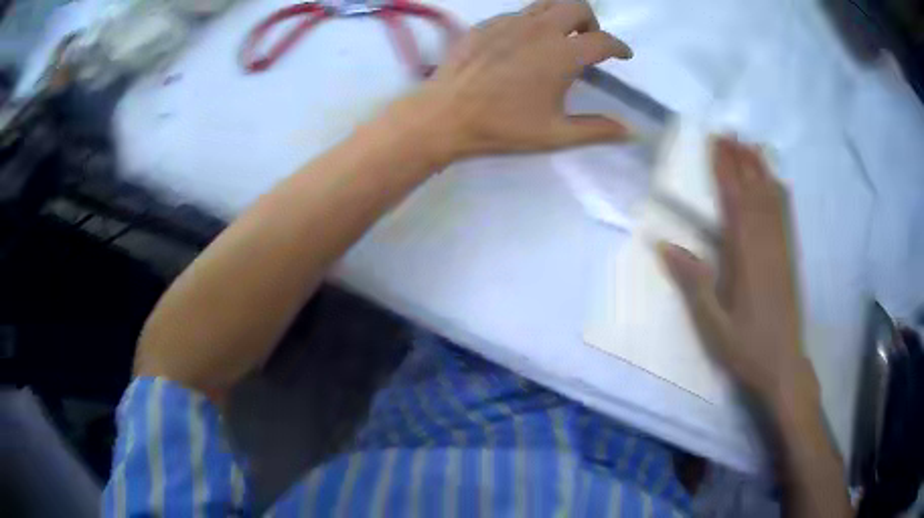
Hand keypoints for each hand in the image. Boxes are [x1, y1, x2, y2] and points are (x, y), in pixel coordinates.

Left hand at [410, 0, 633, 161]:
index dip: (619, 47)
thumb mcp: (555, 134)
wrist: (445, 115)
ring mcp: (509, 22)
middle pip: (577, 6)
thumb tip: (632, 132)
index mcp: (561, 54)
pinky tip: (522, 45)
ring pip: (547, 3)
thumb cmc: (503, 126)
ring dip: (562, 16)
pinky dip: (532, 23)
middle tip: (587, 42)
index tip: (623, 55)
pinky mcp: (486, 24)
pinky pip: (518, 13)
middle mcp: (539, 29)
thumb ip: (597, 130)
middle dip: (591, 21)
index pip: (603, 41)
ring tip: (558, 39)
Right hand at [659, 138, 813, 406]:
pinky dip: (779, 191)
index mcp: (747, 258)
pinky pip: (786, 215)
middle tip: (729, 132)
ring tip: (750, 145)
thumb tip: (664, 245)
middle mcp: (767, 244)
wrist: (785, 365)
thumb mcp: (713, 325)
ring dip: (760, 169)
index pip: (734, 202)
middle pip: (755, 191)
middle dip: (741, 159)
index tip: (714, 143)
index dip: (724, 170)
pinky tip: (776, 181)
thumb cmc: (747, 347)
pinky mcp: (791, 257)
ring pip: (773, 198)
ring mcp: (783, 248)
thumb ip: (693, 283)